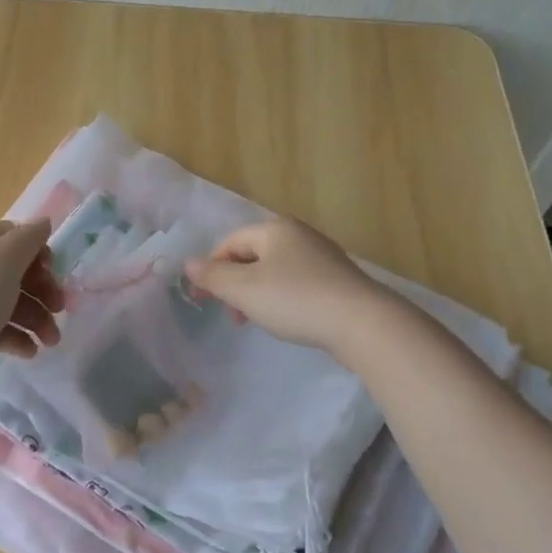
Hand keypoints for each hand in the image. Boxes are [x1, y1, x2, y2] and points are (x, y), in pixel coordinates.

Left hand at [0, 220, 64, 376]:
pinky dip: (16, 338)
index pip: (12, 235)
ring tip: (51, 342)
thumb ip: (27, 240)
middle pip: (14, 272)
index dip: (37, 250)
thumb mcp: (3, 262)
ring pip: (8, 303)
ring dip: (35, 319)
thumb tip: (43, 222)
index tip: (53, 271)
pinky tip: (29, 352)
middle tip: (60, 309)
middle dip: (42, 290)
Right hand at [184, 217, 384, 354]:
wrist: (363, 323)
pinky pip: (297, 283)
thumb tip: (188, 263)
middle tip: (232, 314)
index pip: (230, 242)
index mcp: (275, 229)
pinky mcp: (338, 279)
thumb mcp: (244, 290)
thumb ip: (213, 276)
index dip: (211, 269)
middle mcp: (299, 234)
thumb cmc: (296, 300)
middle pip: (252, 255)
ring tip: (257, 320)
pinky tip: (288, 319)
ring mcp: (322, 256)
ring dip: (257, 293)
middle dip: (235, 284)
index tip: (204, 300)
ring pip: (275, 270)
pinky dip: (282, 298)